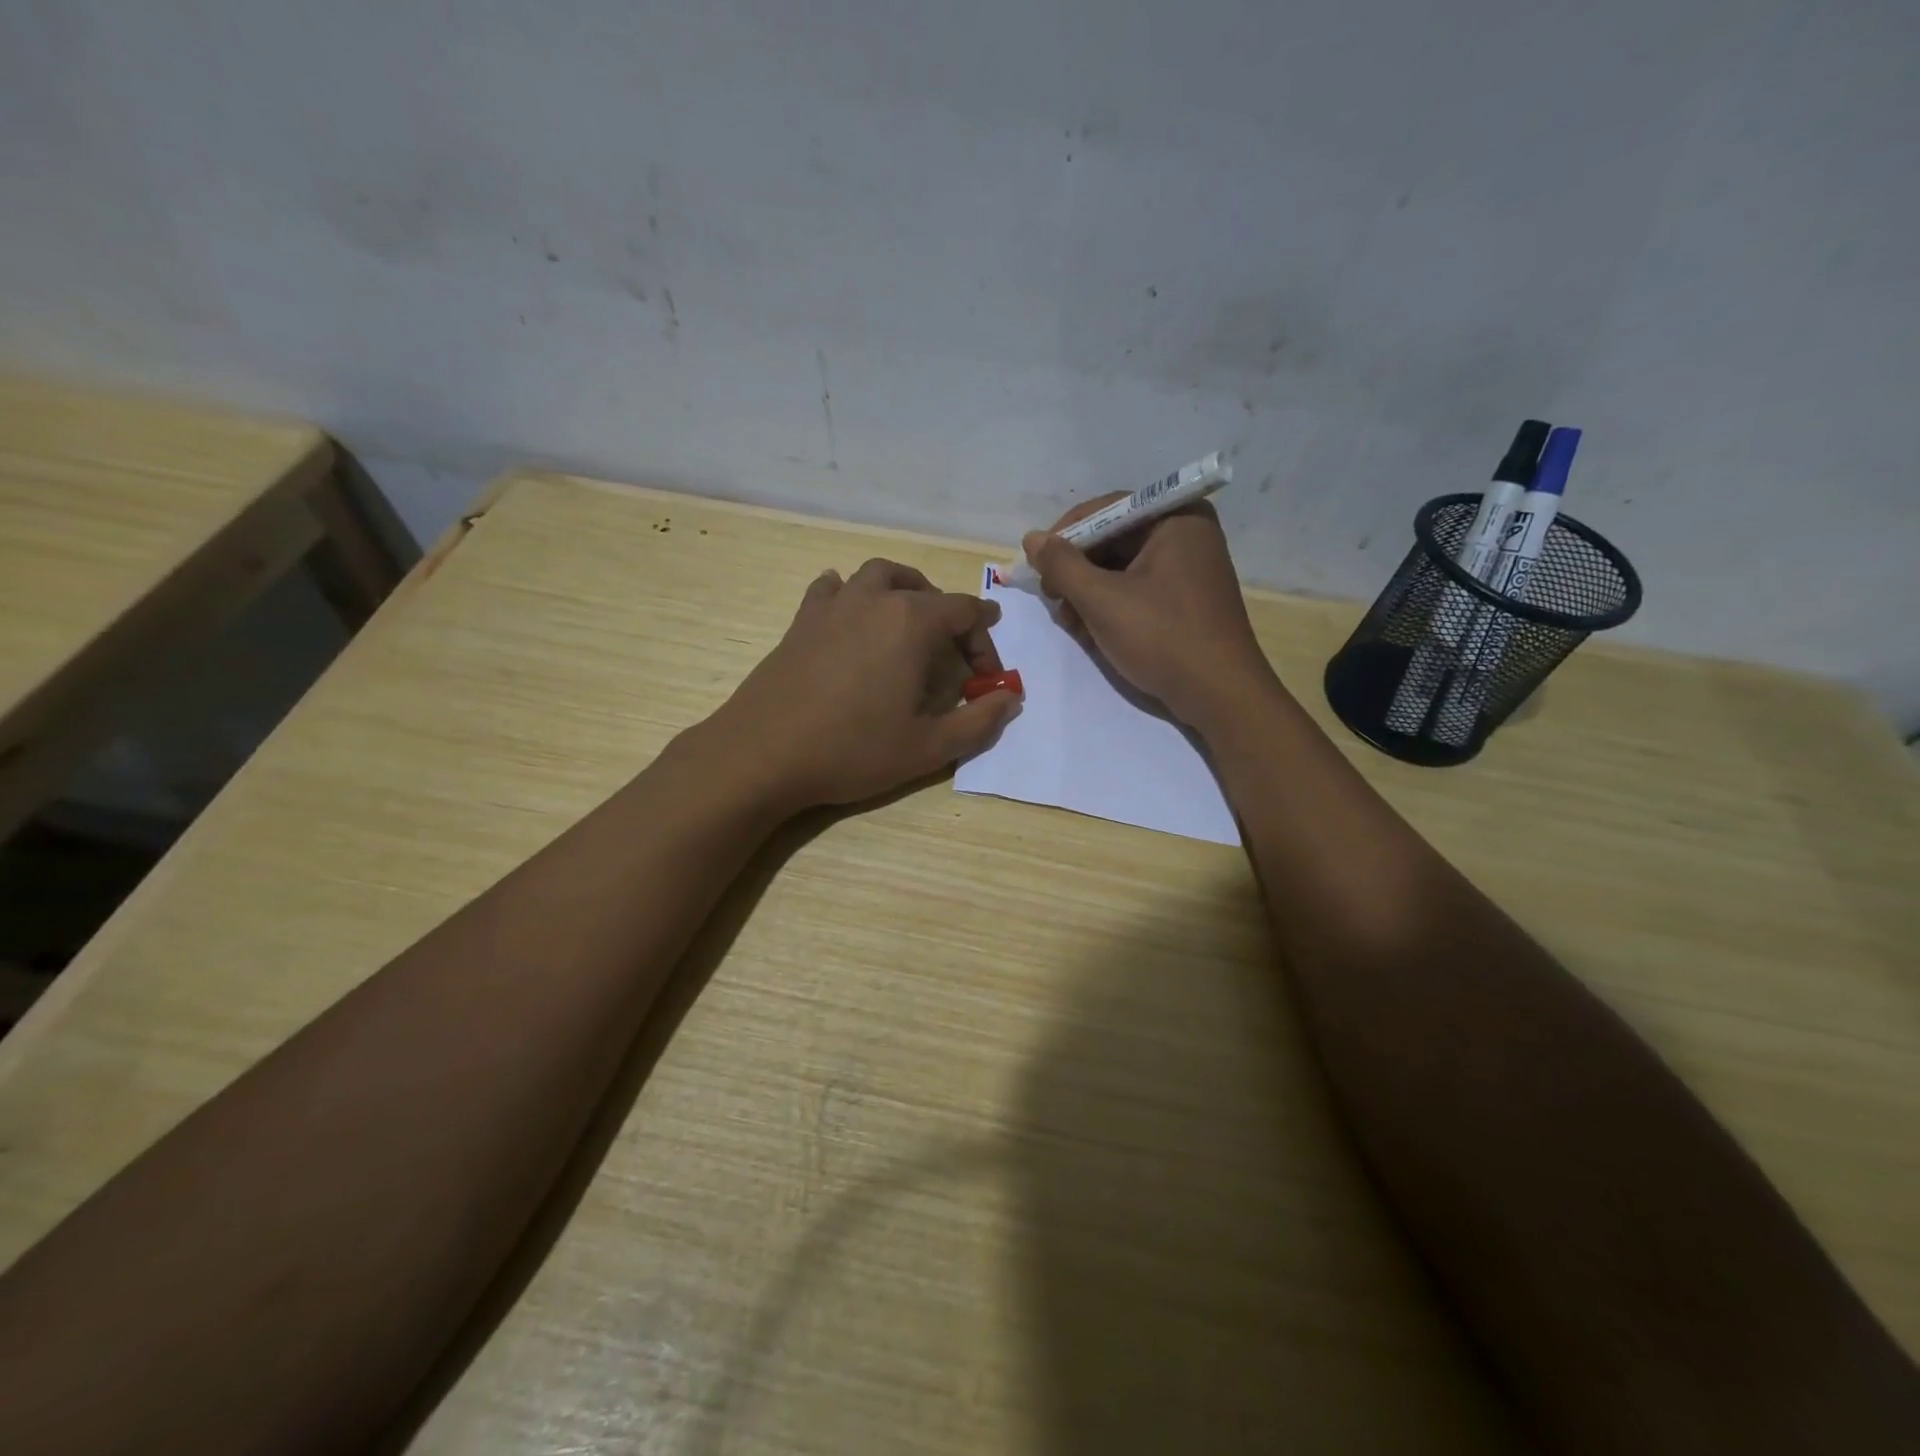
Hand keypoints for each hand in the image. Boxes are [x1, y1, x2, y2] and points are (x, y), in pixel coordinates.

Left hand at [707, 558, 1021, 809]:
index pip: (965, 612)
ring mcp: (833, 605)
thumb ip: (979, 721)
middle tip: (955, 653)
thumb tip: (1012, 698)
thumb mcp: (929, 747)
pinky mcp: (801, 620)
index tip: (988, 676)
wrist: (763, 754)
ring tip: (911, 619)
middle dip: (950, 616)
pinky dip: (851, 594)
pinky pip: (832, 590)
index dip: (986, 641)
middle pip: (925, 591)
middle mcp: (875, 600)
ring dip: (904, 590)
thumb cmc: (853, 750)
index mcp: (912, 622)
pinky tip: (851, 614)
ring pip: (878, 576)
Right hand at [1022, 496, 1274, 730]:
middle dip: (1077, 571)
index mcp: (1176, 518)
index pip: (1106, 510)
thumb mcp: (1102, 600)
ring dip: (1088, 593)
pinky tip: (1092, 631)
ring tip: (1071, 623)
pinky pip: (1137, 590)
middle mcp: (1186, 533)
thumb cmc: (1162, 637)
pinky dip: (1111, 606)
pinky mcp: (1185, 600)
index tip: (1037, 566)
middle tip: (1053, 600)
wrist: (1219, 695)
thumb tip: (1032, 539)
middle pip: (1113, 540)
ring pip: (1121, 568)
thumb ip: (1062, 565)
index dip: (1065, 536)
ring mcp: (1189, 568)